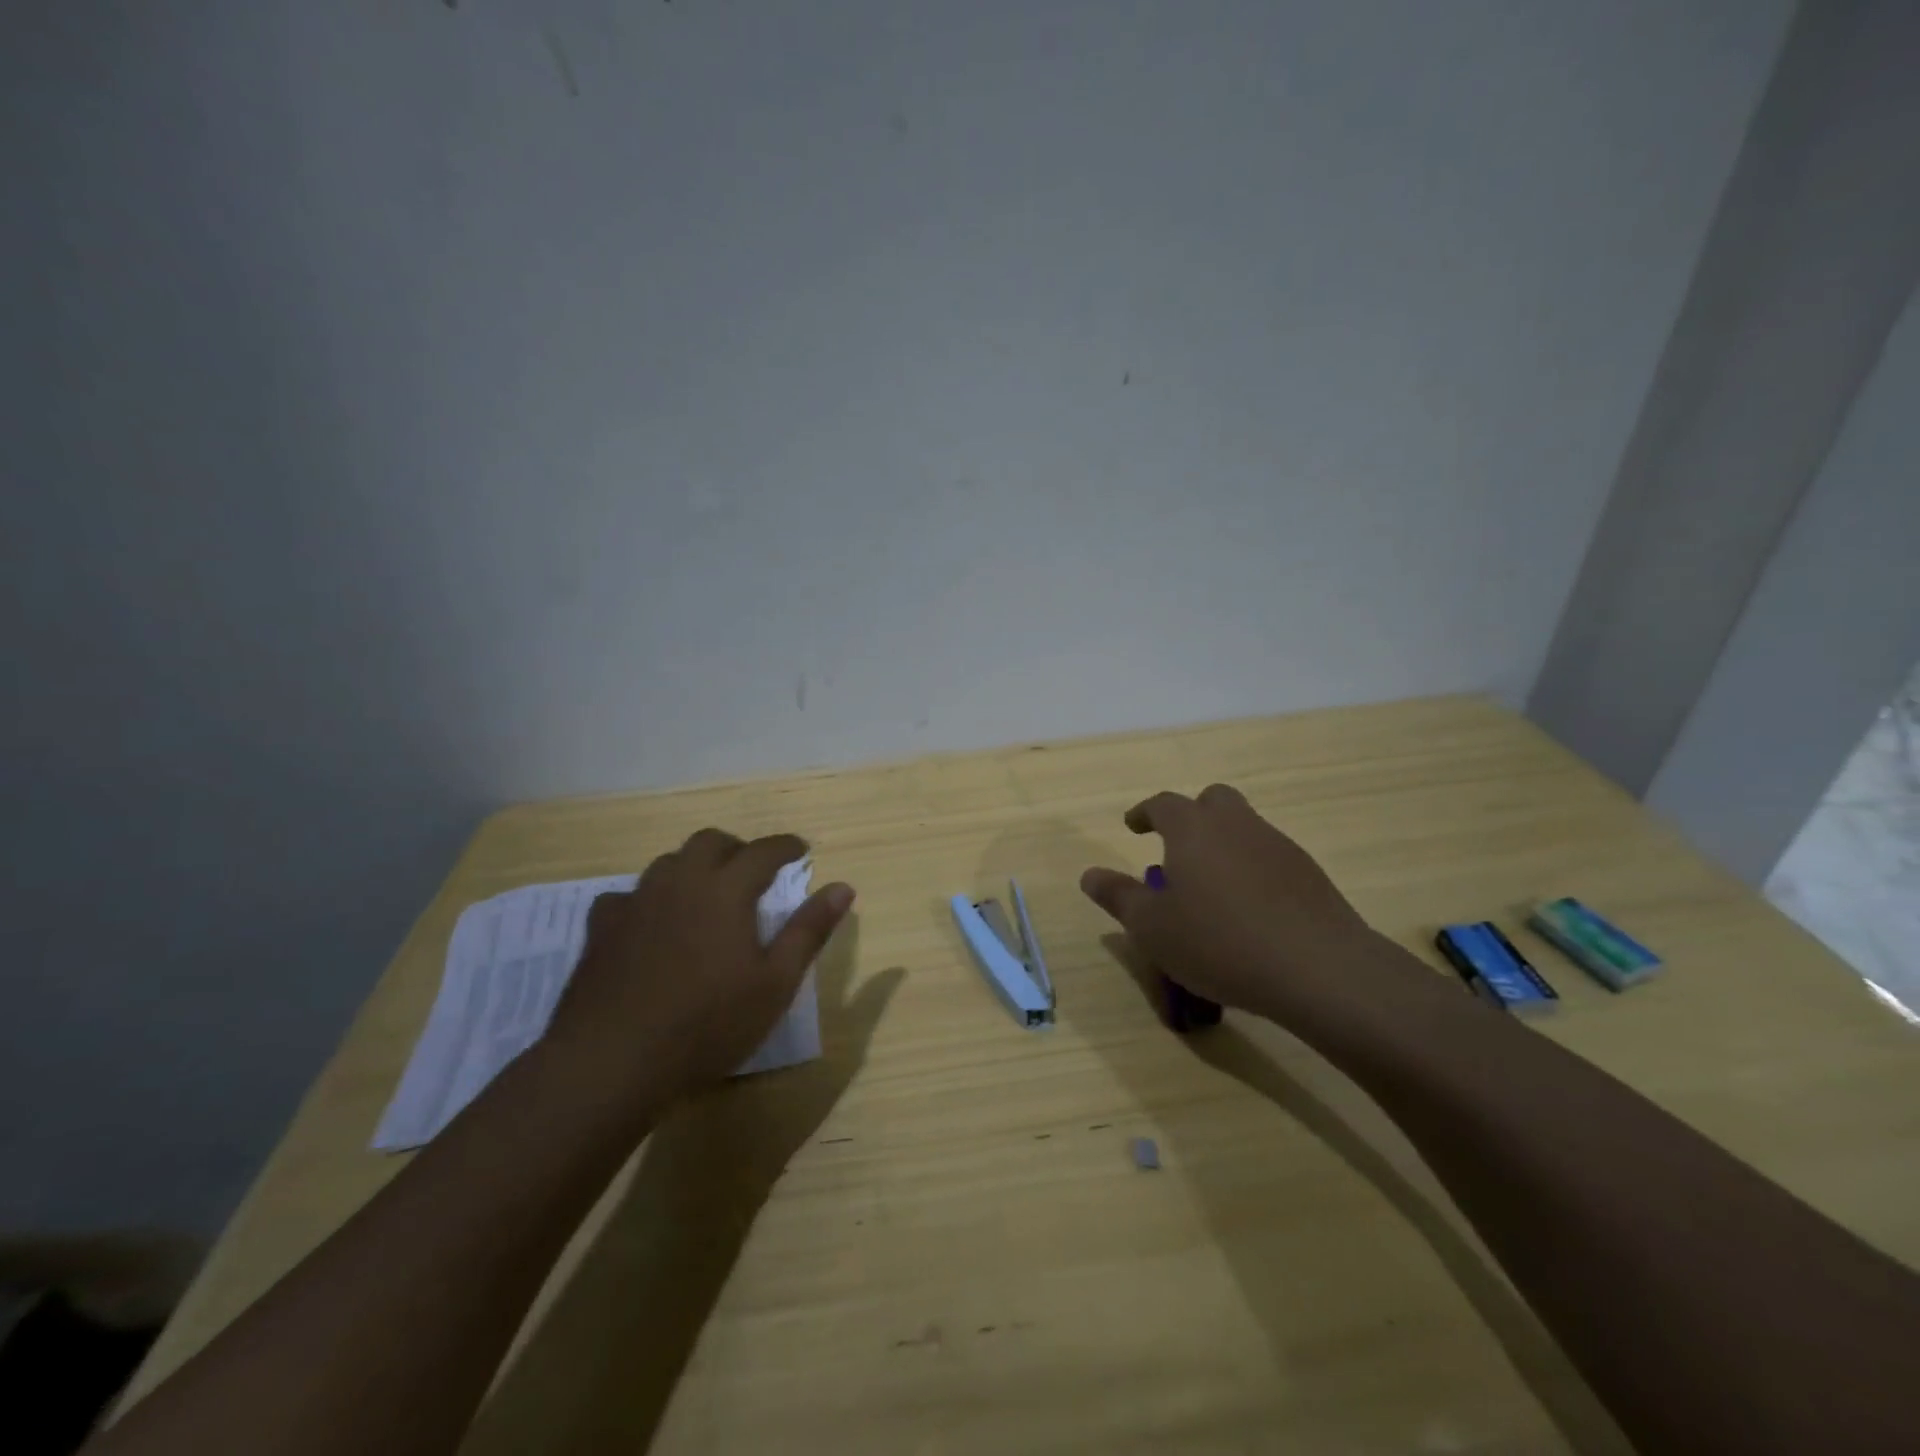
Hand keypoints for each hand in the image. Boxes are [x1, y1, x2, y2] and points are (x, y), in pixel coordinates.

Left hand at [540, 829, 854, 1119]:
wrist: (612, 1061)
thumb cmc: (708, 1023)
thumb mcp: (775, 983)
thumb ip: (809, 930)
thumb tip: (844, 887)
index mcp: (725, 890)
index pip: (763, 851)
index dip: (786, 846)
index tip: (801, 850)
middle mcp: (680, 882)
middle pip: (710, 842)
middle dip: (737, 848)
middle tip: (753, 870)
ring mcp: (636, 902)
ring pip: (668, 862)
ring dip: (694, 867)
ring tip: (706, 893)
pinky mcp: (602, 928)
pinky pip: (627, 895)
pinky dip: (649, 898)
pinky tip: (651, 923)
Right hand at [1080, 784, 1394, 1024]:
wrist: (1316, 967)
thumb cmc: (1218, 941)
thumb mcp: (1152, 927)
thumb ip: (1118, 896)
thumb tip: (1088, 874)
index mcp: (1193, 828)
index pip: (1162, 804)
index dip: (1144, 813)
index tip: (1132, 826)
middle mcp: (1236, 824)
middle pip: (1212, 800)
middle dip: (1191, 816)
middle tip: (1177, 849)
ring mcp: (1277, 845)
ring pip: (1244, 827)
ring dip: (1223, 843)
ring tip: (1211, 887)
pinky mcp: (1308, 872)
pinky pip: (1269, 857)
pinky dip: (1251, 869)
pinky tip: (1249, 909)